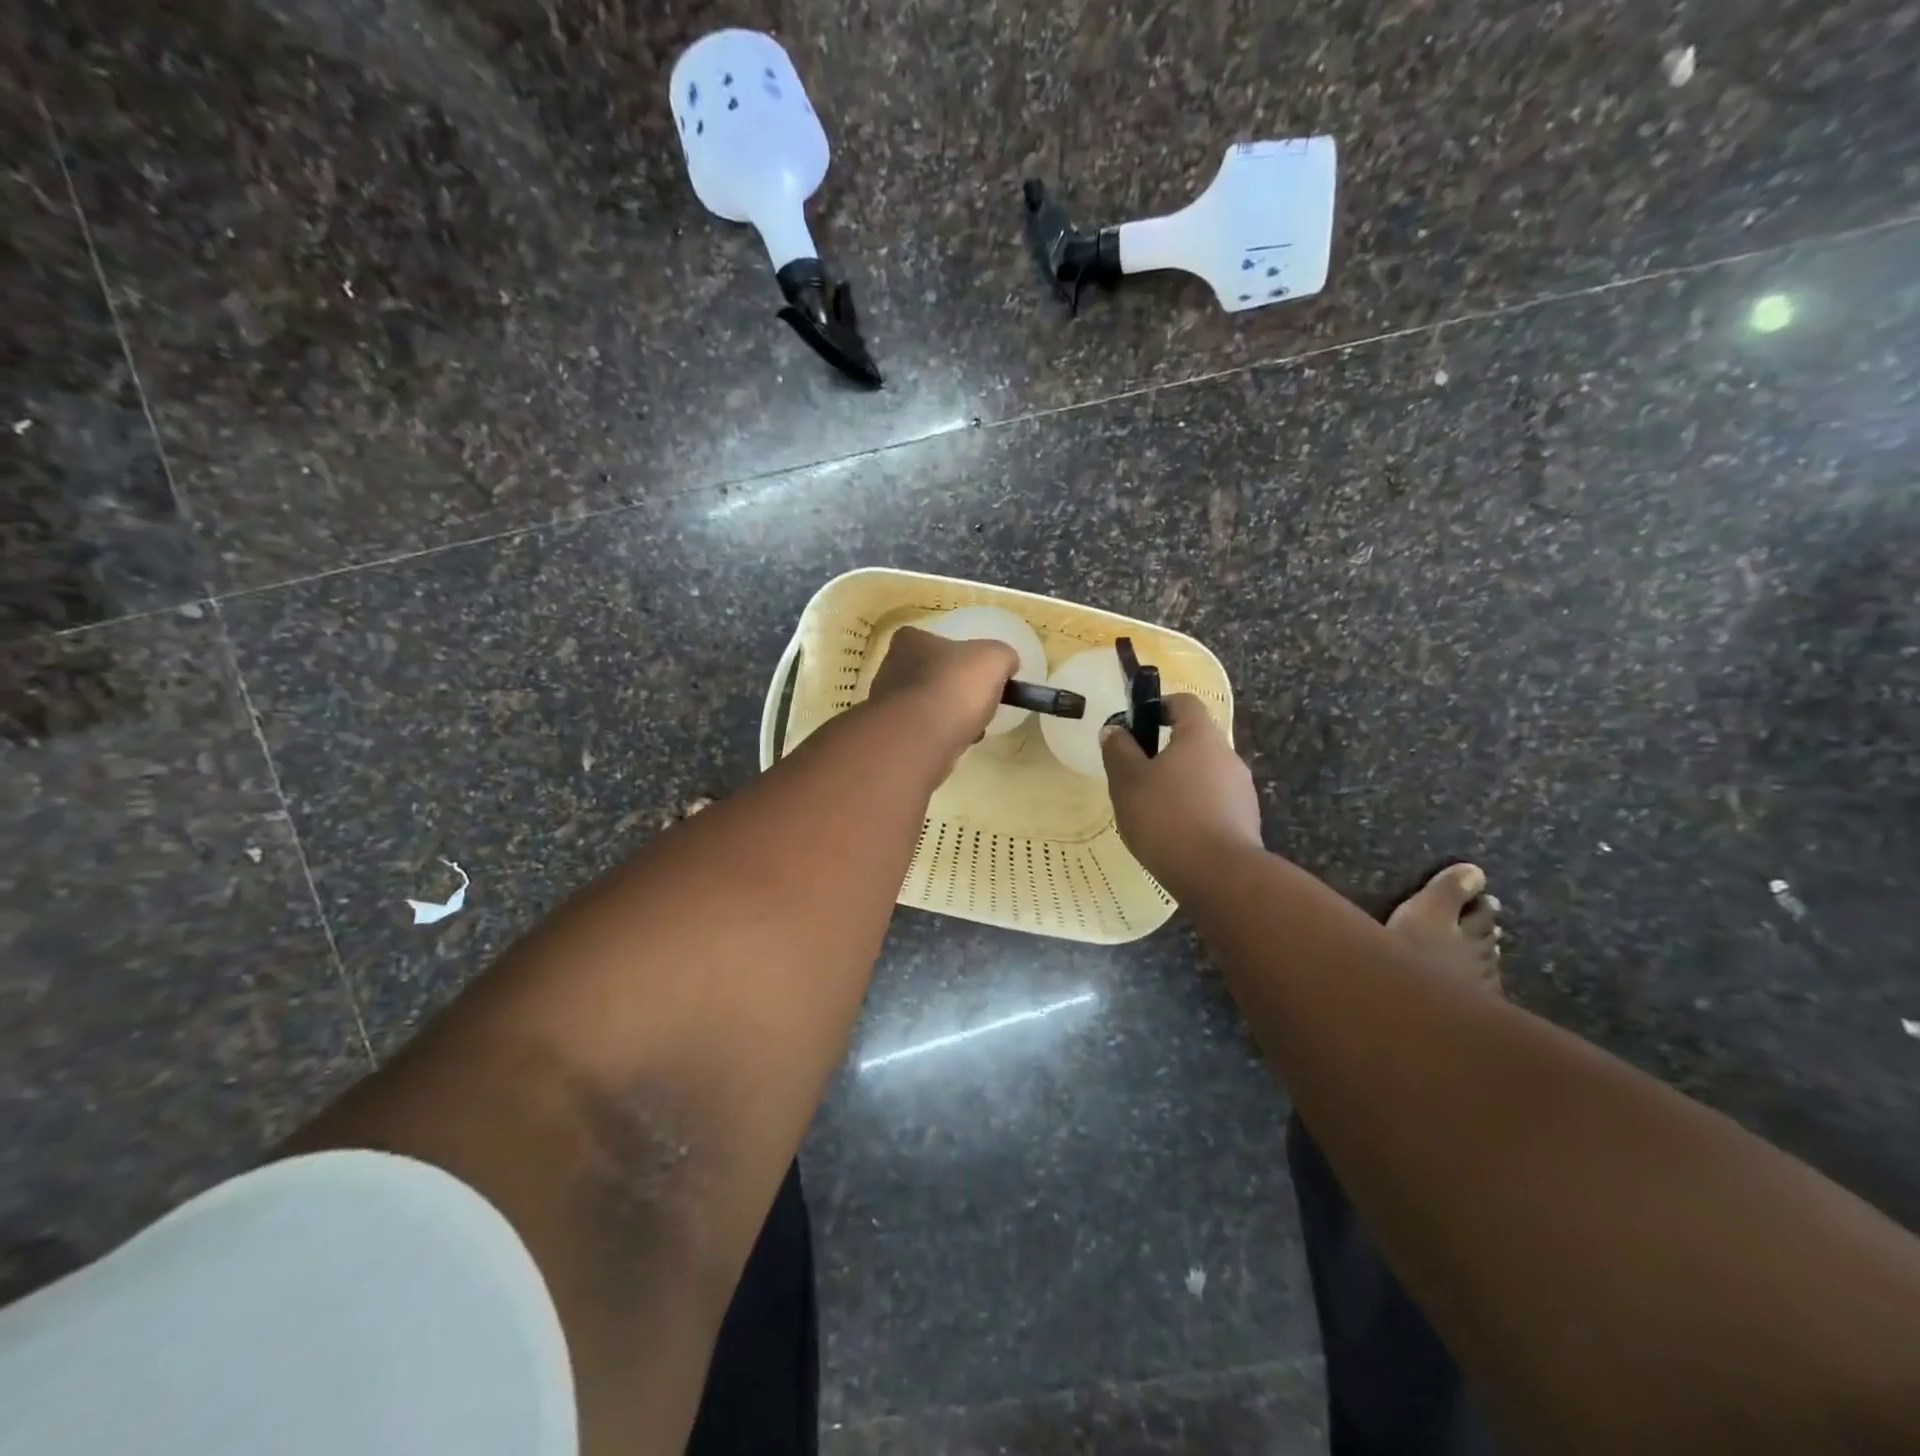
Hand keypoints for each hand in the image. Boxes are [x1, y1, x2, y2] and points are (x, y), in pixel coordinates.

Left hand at [868, 625, 1018, 754]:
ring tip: (972, 728)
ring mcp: (886, 704)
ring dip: (948, 716)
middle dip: (954, 690)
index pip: (933, 641)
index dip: (959, 656)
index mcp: (909, 641)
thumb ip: (1003, 656)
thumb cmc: (955, 686)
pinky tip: (956, 744)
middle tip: (978, 703)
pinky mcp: (891, 736)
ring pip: (926, 706)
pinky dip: (940, 737)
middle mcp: (890, 668)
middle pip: (930, 676)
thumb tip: (1006, 664)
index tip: (978, 674)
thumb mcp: (995, 658)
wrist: (922, 738)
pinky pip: (922, 733)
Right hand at [1100, 693, 1262, 891]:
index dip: (1159, 706)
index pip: (1185, 702)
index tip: (1136, 726)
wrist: (1218, 876)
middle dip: (1165, 753)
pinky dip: (1194, 810)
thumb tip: (1115, 730)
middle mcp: (1228, 755)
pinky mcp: (1246, 821)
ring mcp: (1242, 790)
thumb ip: (1118, 751)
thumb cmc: (1166, 818)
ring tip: (1152, 811)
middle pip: (1195, 741)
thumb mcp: (1127, 781)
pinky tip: (1174, 835)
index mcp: (1201, 737)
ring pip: (1204, 774)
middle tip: (1135, 777)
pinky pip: (1214, 803)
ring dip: (1180, 784)